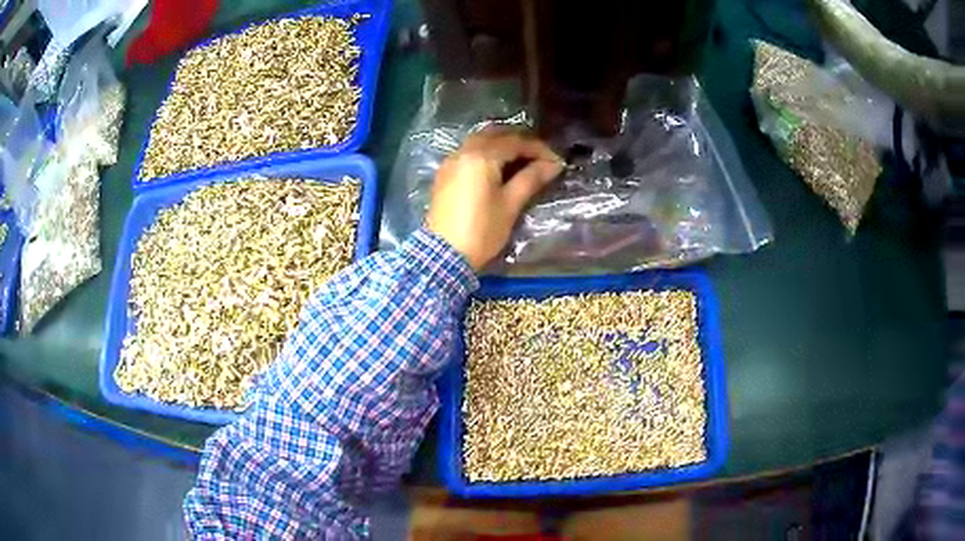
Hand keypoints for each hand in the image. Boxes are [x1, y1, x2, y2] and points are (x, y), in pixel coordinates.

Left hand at [426, 129, 563, 270]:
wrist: (443, 255)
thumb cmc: (481, 231)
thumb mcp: (510, 205)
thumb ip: (531, 179)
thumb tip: (554, 164)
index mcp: (481, 156)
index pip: (515, 142)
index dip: (539, 149)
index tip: (556, 162)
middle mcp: (463, 152)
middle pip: (495, 135)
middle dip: (519, 142)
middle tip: (539, 157)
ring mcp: (450, 162)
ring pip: (480, 142)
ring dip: (502, 145)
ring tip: (522, 162)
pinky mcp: (444, 175)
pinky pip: (468, 153)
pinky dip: (486, 154)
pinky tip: (498, 169)